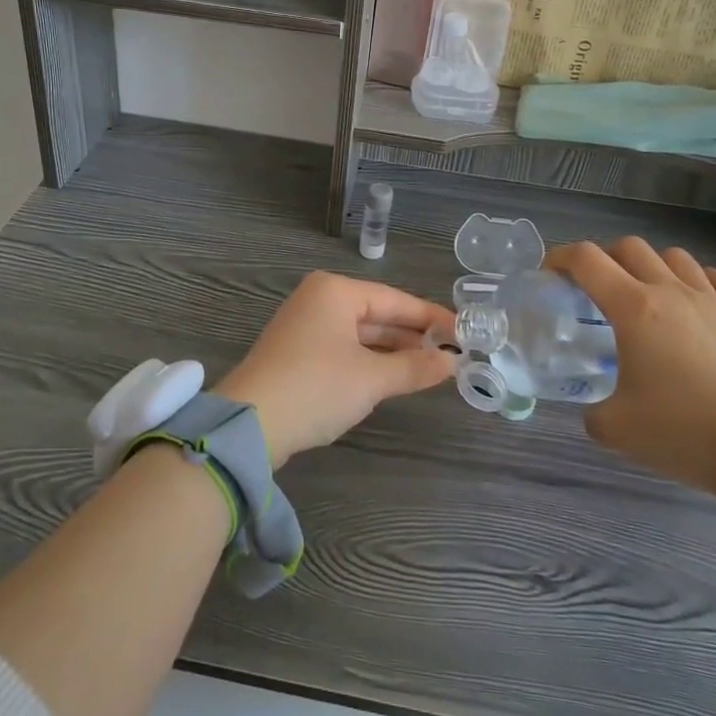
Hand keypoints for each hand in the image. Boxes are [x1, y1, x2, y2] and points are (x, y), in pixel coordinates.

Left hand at [216, 272, 455, 468]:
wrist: (250, 424)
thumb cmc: (317, 387)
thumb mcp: (372, 378)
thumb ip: (414, 367)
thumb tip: (452, 363)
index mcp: (335, 291)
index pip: (395, 299)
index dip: (432, 317)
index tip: (465, 331)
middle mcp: (319, 300)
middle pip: (378, 314)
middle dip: (413, 335)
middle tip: (454, 352)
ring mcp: (305, 326)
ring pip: (361, 334)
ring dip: (394, 351)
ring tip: (432, 366)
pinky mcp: (298, 353)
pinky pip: (345, 349)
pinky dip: (371, 361)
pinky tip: (395, 376)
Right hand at [548, 240, 715, 516]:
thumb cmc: (683, 434)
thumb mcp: (615, 429)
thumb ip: (592, 410)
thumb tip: (594, 408)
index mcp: (634, 309)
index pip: (586, 259)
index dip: (560, 257)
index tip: (550, 275)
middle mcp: (671, 292)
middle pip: (629, 247)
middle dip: (604, 260)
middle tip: (595, 289)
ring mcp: (713, 301)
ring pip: (674, 257)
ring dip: (651, 266)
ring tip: (646, 294)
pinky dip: (699, 281)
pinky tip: (695, 302)